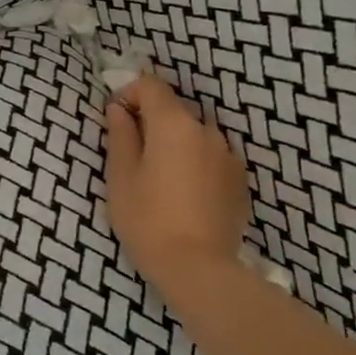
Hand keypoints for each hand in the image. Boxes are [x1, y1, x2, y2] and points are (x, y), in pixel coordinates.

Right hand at [105, 75, 249, 291]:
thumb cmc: (147, 219)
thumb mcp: (120, 176)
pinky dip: (194, 163)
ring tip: (159, 178)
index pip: (151, 86)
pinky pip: (210, 158)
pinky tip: (183, 194)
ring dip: (175, 144)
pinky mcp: (239, 180)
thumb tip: (118, 110)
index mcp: (174, 124)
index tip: (115, 119)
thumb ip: (120, 136)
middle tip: (132, 154)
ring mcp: (228, 155)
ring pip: (194, 135)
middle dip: (151, 122)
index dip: (129, 94)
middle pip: (174, 110)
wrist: (198, 268)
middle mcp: (206, 131)